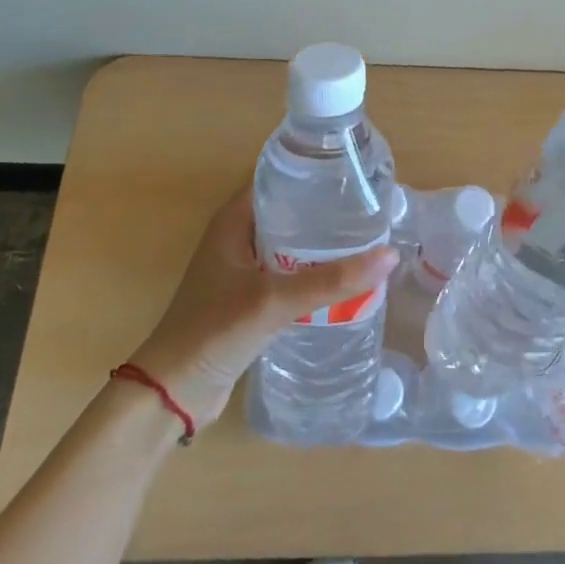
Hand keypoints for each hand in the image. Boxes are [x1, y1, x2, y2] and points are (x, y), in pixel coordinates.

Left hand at [129, 188, 397, 425]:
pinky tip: (343, 279)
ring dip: (321, 243)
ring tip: (367, 239)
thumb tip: (390, 255)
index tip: (356, 173)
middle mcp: (237, 236)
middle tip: (371, 208)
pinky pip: (289, 272)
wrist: (174, 392)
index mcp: (233, 219)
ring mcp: (242, 267)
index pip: (279, 177)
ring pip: (291, 243)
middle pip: (289, 209)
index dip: (315, 171)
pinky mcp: (249, 296)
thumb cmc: (215, 331)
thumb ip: (331, 280)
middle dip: (326, 208)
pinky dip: (313, 271)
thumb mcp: (275, 300)